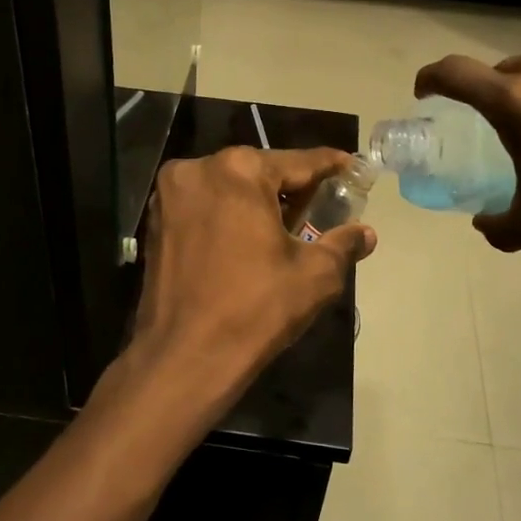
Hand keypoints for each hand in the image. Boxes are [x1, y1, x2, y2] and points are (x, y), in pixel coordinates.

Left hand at [121, 146, 375, 437]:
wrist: (184, 357)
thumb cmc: (254, 309)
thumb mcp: (314, 276)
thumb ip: (342, 245)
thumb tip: (365, 234)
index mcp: (239, 170)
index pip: (297, 162)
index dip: (328, 165)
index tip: (348, 165)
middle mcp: (198, 169)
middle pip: (258, 171)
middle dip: (290, 187)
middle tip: (320, 205)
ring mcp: (169, 195)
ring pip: (227, 187)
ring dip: (257, 201)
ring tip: (287, 225)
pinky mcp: (155, 222)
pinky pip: (204, 206)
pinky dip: (228, 215)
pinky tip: (248, 239)